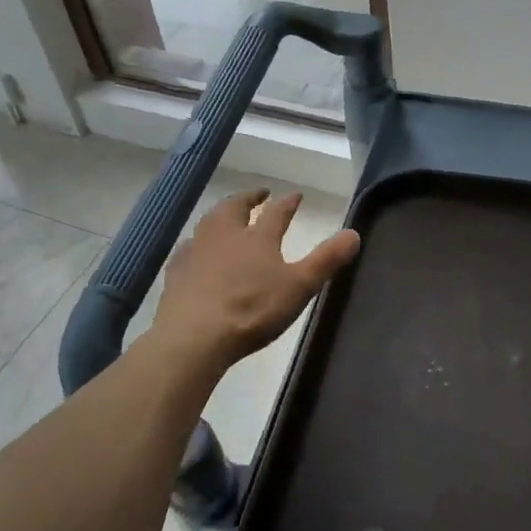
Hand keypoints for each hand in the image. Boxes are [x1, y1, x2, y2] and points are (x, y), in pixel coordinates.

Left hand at [150, 190, 360, 368]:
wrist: (195, 336)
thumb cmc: (252, 310)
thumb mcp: (300, 287)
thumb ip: (326, 259)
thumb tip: (354, 233)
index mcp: (258, 238)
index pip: (277, 212)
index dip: (288, 202)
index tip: (295, 194)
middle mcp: (225, 236)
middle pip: (235, 208)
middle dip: (249, 198)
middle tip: (258, 194)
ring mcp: (197, 252)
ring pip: (209, 223)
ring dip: (220, 215)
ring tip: (225, 216)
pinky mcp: (176, 273)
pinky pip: (187, 249)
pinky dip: (196, 244)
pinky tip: (194, 250)